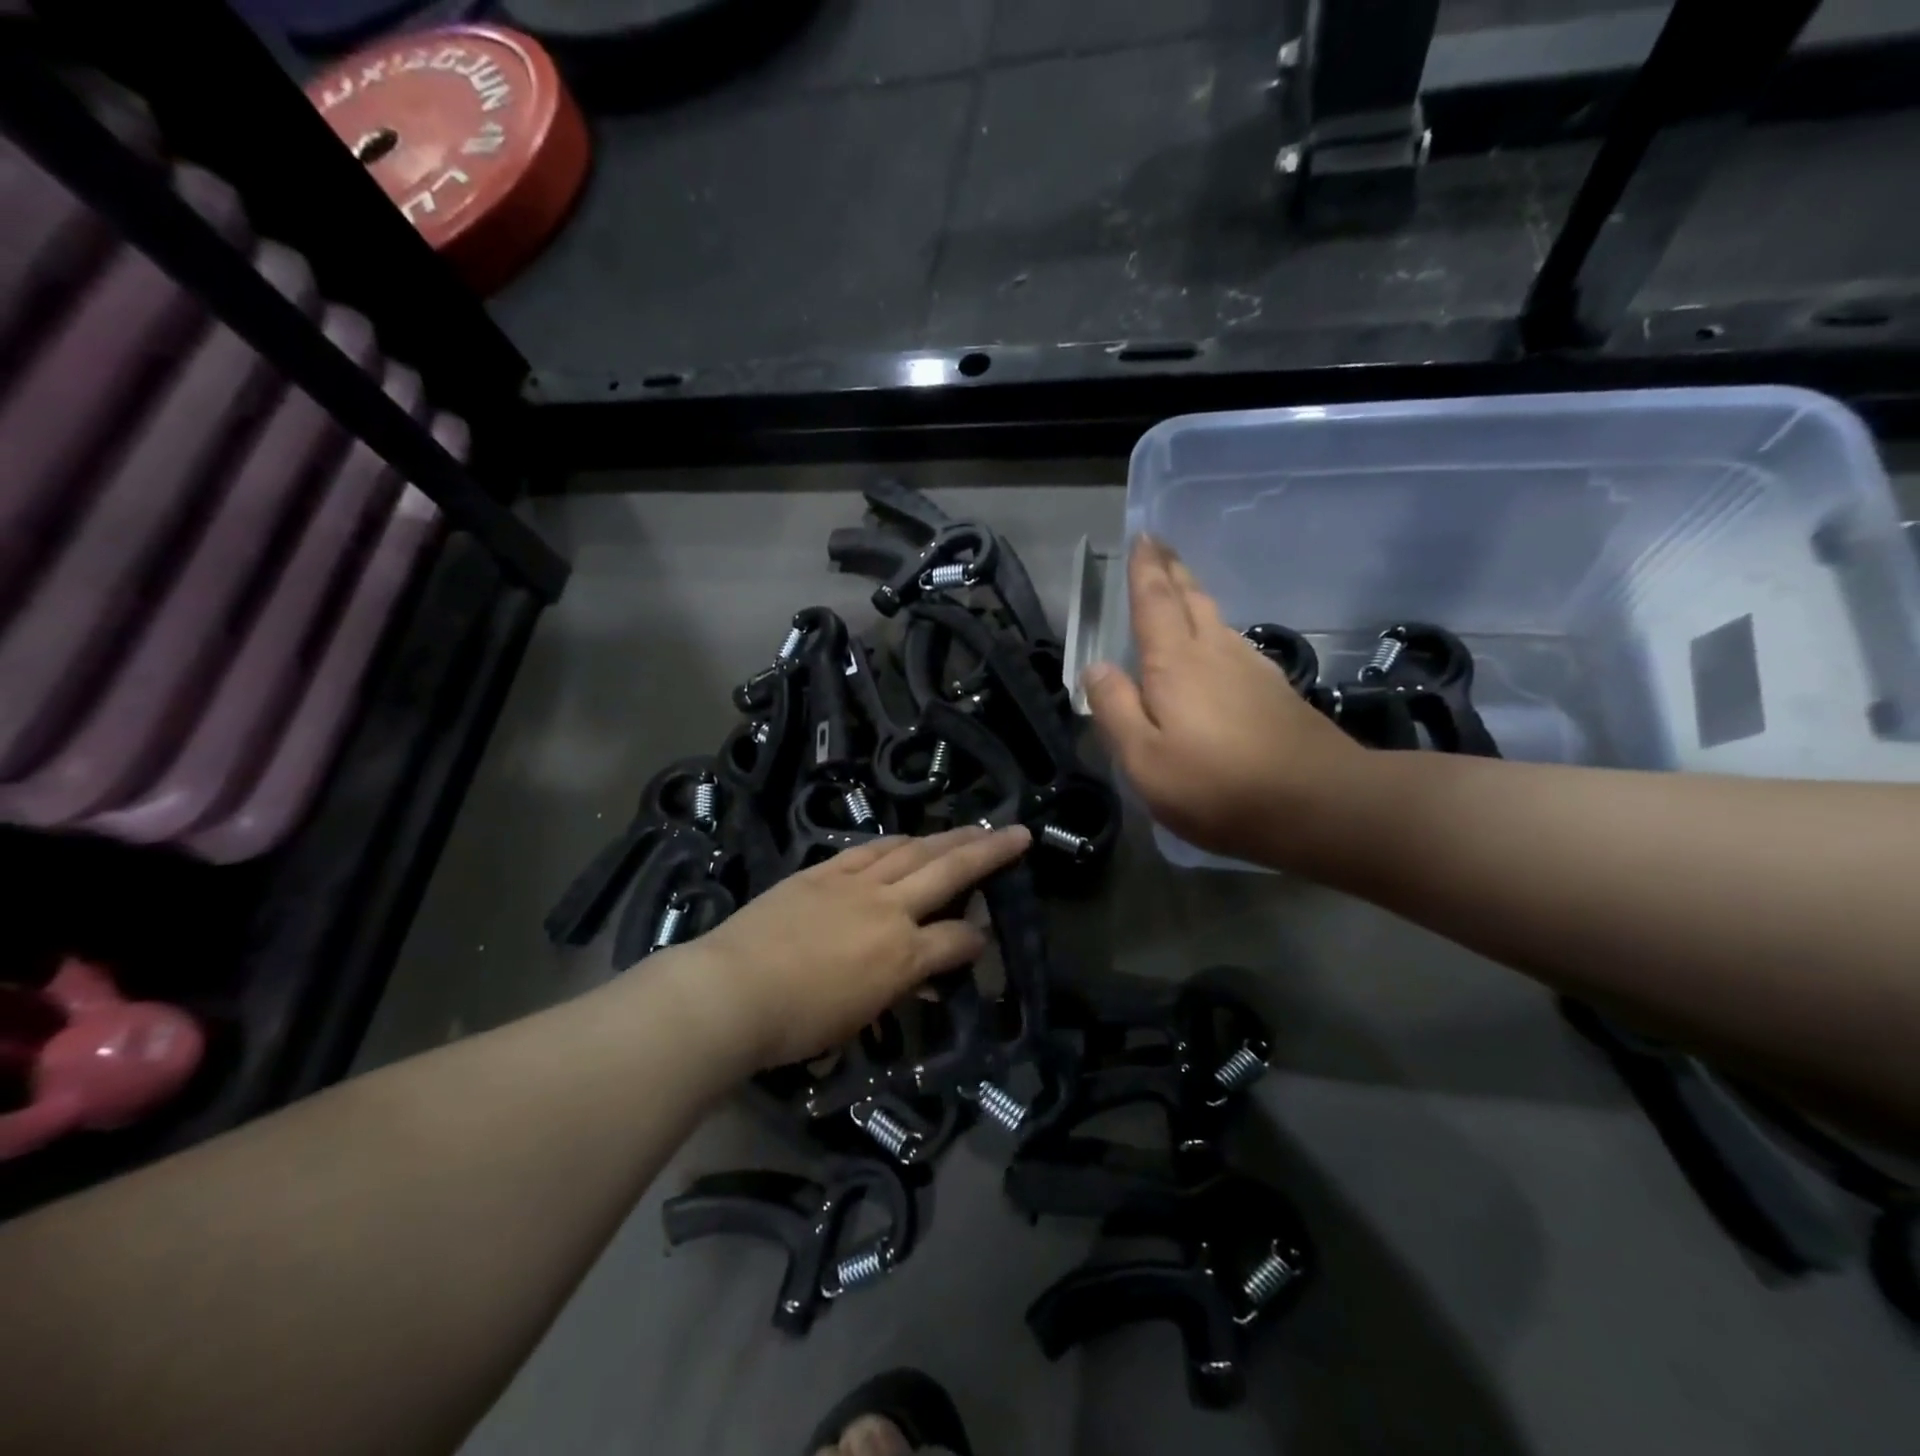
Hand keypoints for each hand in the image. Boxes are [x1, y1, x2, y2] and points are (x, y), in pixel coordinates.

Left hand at [657, 825, 1030, 1070]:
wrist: (732, 990)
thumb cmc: (796, 1023)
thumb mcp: (859, 1018)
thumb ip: (896, 989)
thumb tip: (919, 976)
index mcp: (902, 956)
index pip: (957, 939)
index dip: (976, 940)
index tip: (982, 941)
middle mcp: (889, 910)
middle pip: (949, 871)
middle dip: (989, 851)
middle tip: (1018, 832)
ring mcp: (855, 884)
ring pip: (913, 850)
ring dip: (947, 837)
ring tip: (972, 827)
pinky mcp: (823, 872)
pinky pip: (870, 850)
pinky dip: (897, 842)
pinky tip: (909, 837)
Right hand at [1082, 536, 1360, 866]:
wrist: (1320, 804)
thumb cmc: (1217, 785)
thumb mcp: (1144, 759)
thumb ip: (1116, 709)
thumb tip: (1096, 668)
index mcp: (1175, 663)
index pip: (1154, 602)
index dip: (1145, 569)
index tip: (1142, 536)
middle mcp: (1215, 652)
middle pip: (1190, 599)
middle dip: (1172, 571)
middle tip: (1159, 546)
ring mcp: (1252, 670)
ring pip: (1216, 620)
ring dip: (1194, 599)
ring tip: (1179, 591)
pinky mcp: (1276, 693)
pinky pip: (1235, 645)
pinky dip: (1215, 632)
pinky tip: (1216, 648)